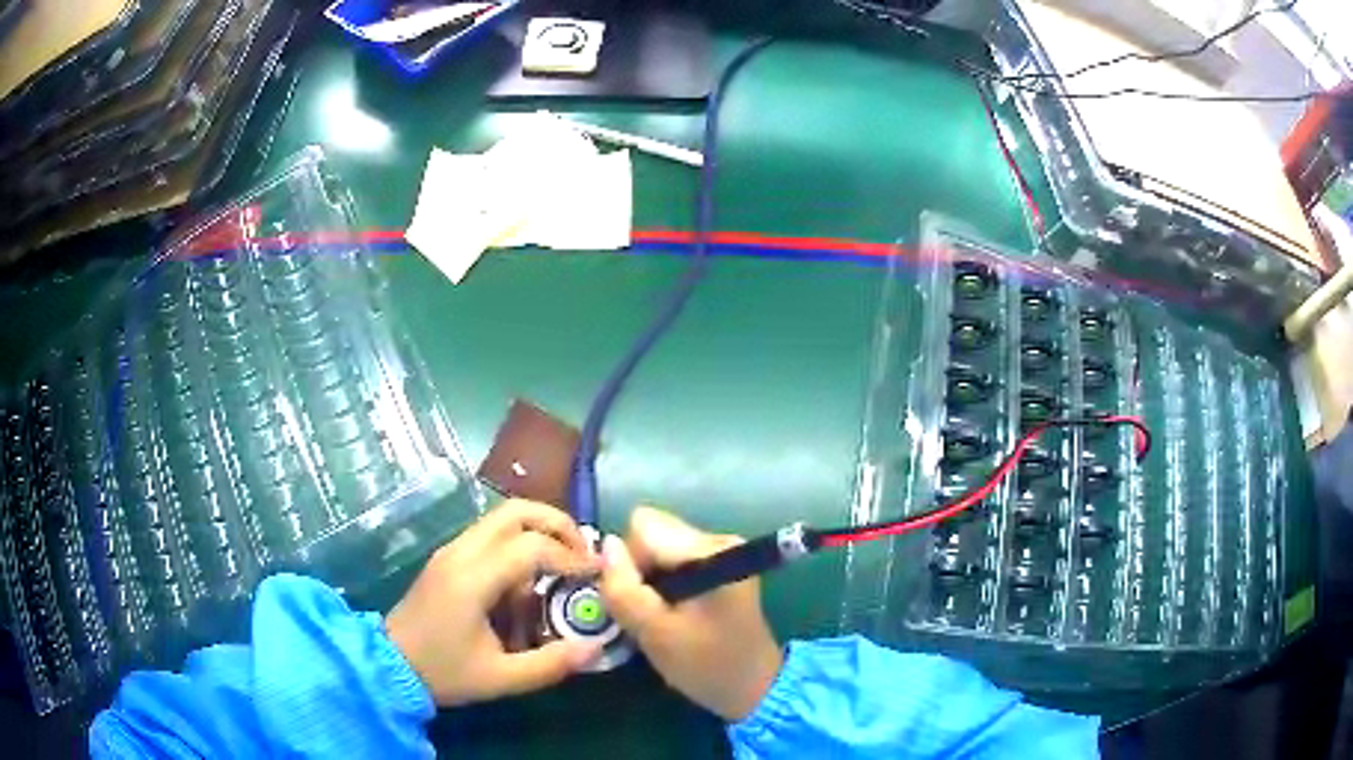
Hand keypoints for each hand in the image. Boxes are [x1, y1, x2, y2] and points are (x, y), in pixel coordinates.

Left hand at [384, 500, 602, 705]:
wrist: (389, 666)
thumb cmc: (444, 672)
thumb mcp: (501, 678)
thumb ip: (551, 664)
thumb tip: (595, 647)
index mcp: (472, 579)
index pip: (531, 547)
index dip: (571, 556)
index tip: (598, 573)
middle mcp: (461, 553)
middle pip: (515, 511)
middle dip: (557, 523)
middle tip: (583, 552)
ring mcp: (451, 551)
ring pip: (501, 517)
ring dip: (538, 530)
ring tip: (563, 563)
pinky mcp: (447, 557)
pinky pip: (490, 534)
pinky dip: (519, 542)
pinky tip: (529, 578)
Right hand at [599, 507, 782, 721]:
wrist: (753, 687)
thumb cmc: (705, 663)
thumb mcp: (653, 632)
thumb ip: (623, 589)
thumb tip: (607, 545)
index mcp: (710, 551)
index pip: (642, 528)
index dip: (628, 563)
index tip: (639, 601)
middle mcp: (719, 539)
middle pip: (651, 531)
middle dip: (639, 569)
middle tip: (650, 611)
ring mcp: (722, 549)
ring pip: (658, 544)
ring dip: (650, 578)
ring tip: (663, 614)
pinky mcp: (720, 563)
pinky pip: (673, 557)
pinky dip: (664, 582)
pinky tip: (675, 611)